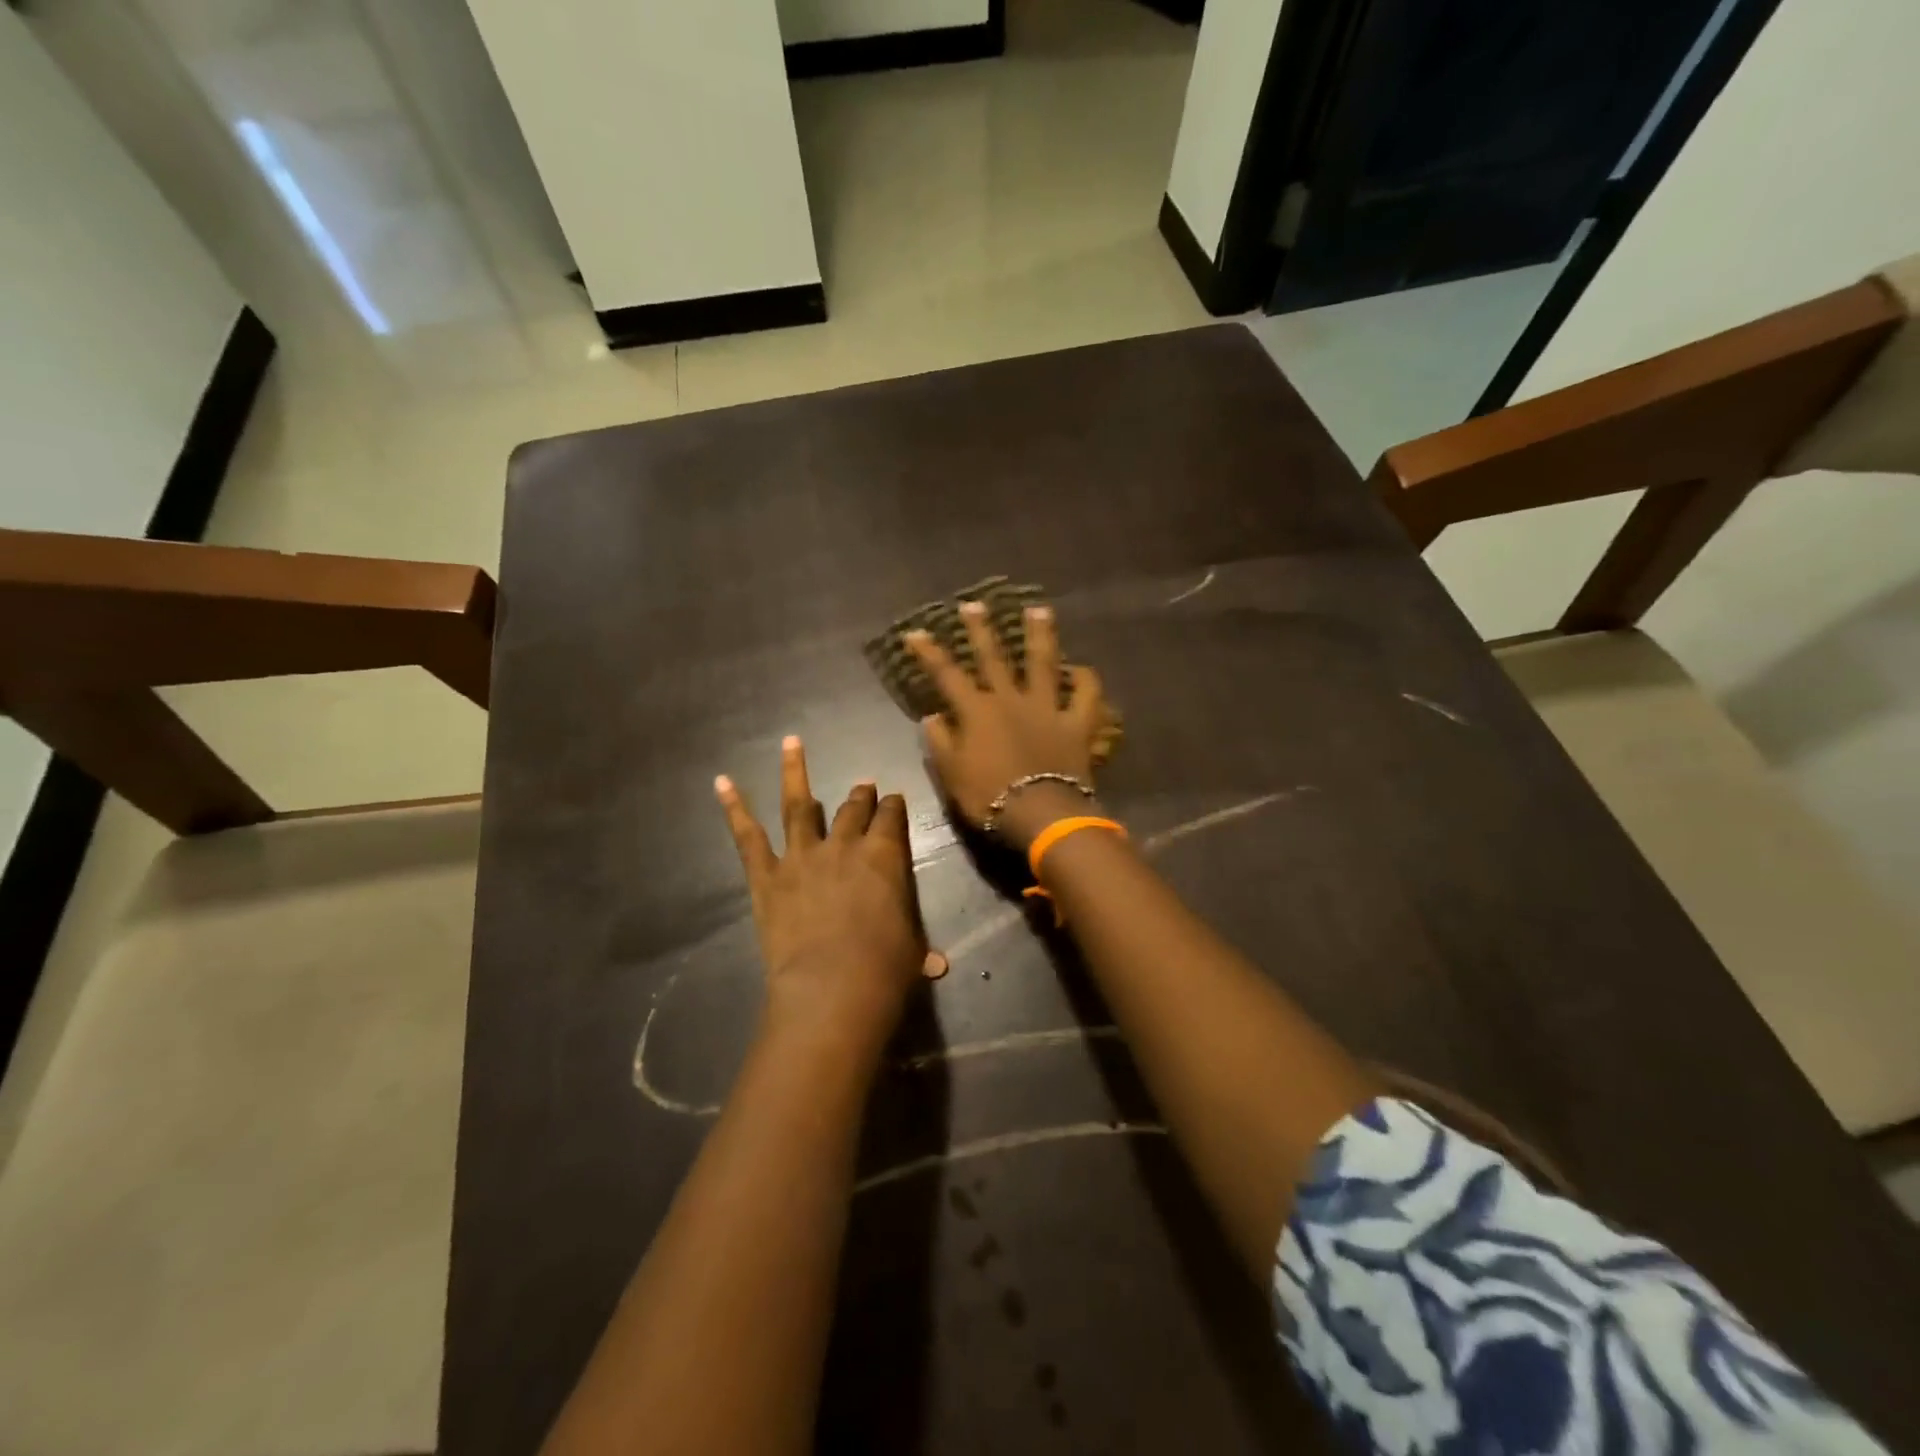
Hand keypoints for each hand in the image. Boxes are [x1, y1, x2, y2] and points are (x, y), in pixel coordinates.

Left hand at [715, 736, 925, 1062]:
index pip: (892, 818)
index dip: (893, 807)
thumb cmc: (885, 970)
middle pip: (852, 809)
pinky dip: (734, 808)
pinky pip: (747, 837)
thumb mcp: (912, 953)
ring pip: (799, 805)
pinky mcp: (767, 876)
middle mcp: (844, 845)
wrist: (832, 988)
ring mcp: (802, 856)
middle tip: (862, 784)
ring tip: (790, 742)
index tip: (894, 800)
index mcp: (885, 856)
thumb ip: (920, 951)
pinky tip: (722, 782)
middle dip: (860, 795)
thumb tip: (938, 965)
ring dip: (795, 772)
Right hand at [907, 600, 1107, 849]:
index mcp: (977, 712)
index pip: (947, 675)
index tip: (916, 632)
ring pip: (1043, 663)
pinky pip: (1086, 697)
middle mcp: (1011, 699)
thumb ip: (940, 742)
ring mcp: (1047, 707)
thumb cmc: (989, 797)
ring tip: (1039, 610)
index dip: (930, 653)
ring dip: (1040, 635)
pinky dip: (1086, 681)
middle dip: (981, 630)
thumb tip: (932, 716)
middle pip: (994, 658)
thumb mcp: (952, 774)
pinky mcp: (1077, 723)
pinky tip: (1082, 669)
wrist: (1040, 813)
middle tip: (975, 604)